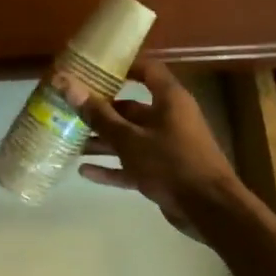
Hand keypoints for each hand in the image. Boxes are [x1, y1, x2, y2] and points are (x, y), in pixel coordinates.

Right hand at [75, 60, 249, 235]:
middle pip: (131, 108)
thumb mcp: (129, 139)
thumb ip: (98, 115)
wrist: (209, 208)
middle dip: (100, 111)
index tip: (92, 69)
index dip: (122, 67)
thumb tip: (67, 83)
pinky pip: (132, 164)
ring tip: (70, 142)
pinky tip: (84, 172)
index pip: (147, 70)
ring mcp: (166, 146)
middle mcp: (169, 118)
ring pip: (129, 138)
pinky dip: (112, 167)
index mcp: (169, 100)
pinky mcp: (163, 172)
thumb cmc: (171, 163)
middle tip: (68, 110)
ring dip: (102, 141)